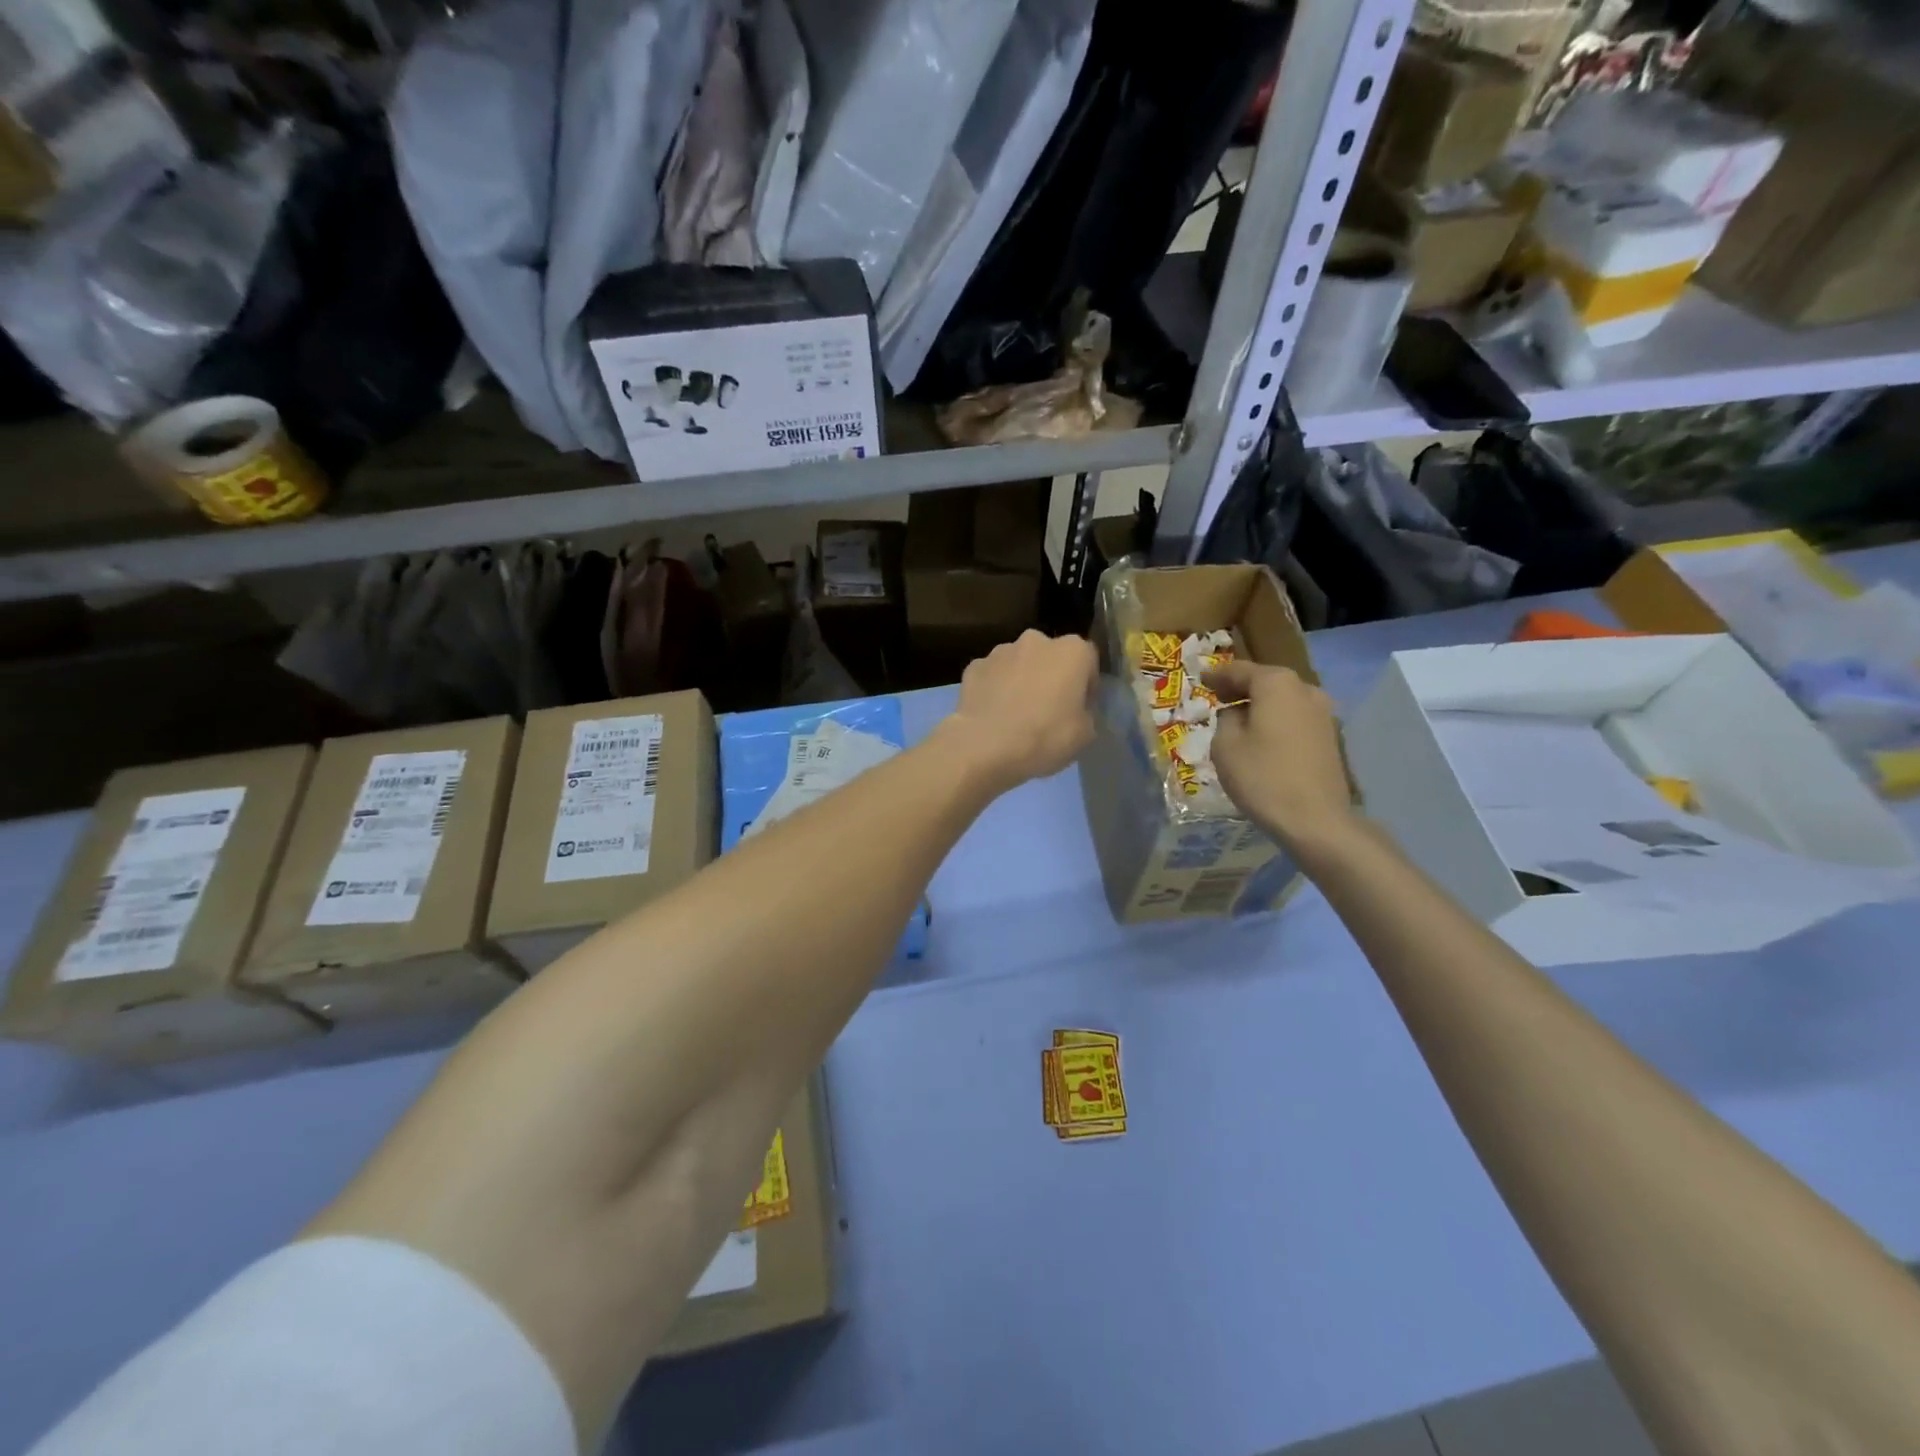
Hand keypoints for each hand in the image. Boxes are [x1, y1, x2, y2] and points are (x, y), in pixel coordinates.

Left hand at [942, 630, 1096, 792]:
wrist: (985, 746)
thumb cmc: (1045, 736)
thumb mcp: (1085, 734)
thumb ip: (1086, 712)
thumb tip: (1075, 708)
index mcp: (1072, 651)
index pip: (1088, 660)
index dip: (1086, 685)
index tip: (1079, 707)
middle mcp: (1036, 641)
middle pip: (1050, 657)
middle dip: (1051, 676)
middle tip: (1048, 709)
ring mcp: (1000, 651)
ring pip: (1019, 663)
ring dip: (1021, 680)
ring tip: (1016, 714)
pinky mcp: (974, 666)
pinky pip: (992, 676)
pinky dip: (994, 689)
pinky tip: (993, 714)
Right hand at [1204, 661, 1355, 852]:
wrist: (1315, 820)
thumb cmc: (1262, 777)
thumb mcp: (1225, 746)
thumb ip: (1225, 720)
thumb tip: (1235, 714)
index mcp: (1276, 684)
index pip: (1240, 670)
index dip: (1217, 675)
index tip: (1201, 679)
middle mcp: (1304, 689)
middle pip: (1265, 681)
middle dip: (1240, 688)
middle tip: (1216, 697)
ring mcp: (1323, 713)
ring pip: (1282, 700)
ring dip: (1260, 705)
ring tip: (1237, 719)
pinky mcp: (1330, 736)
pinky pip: (1294, 718)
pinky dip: (1275, 720)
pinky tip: (1260, 736)